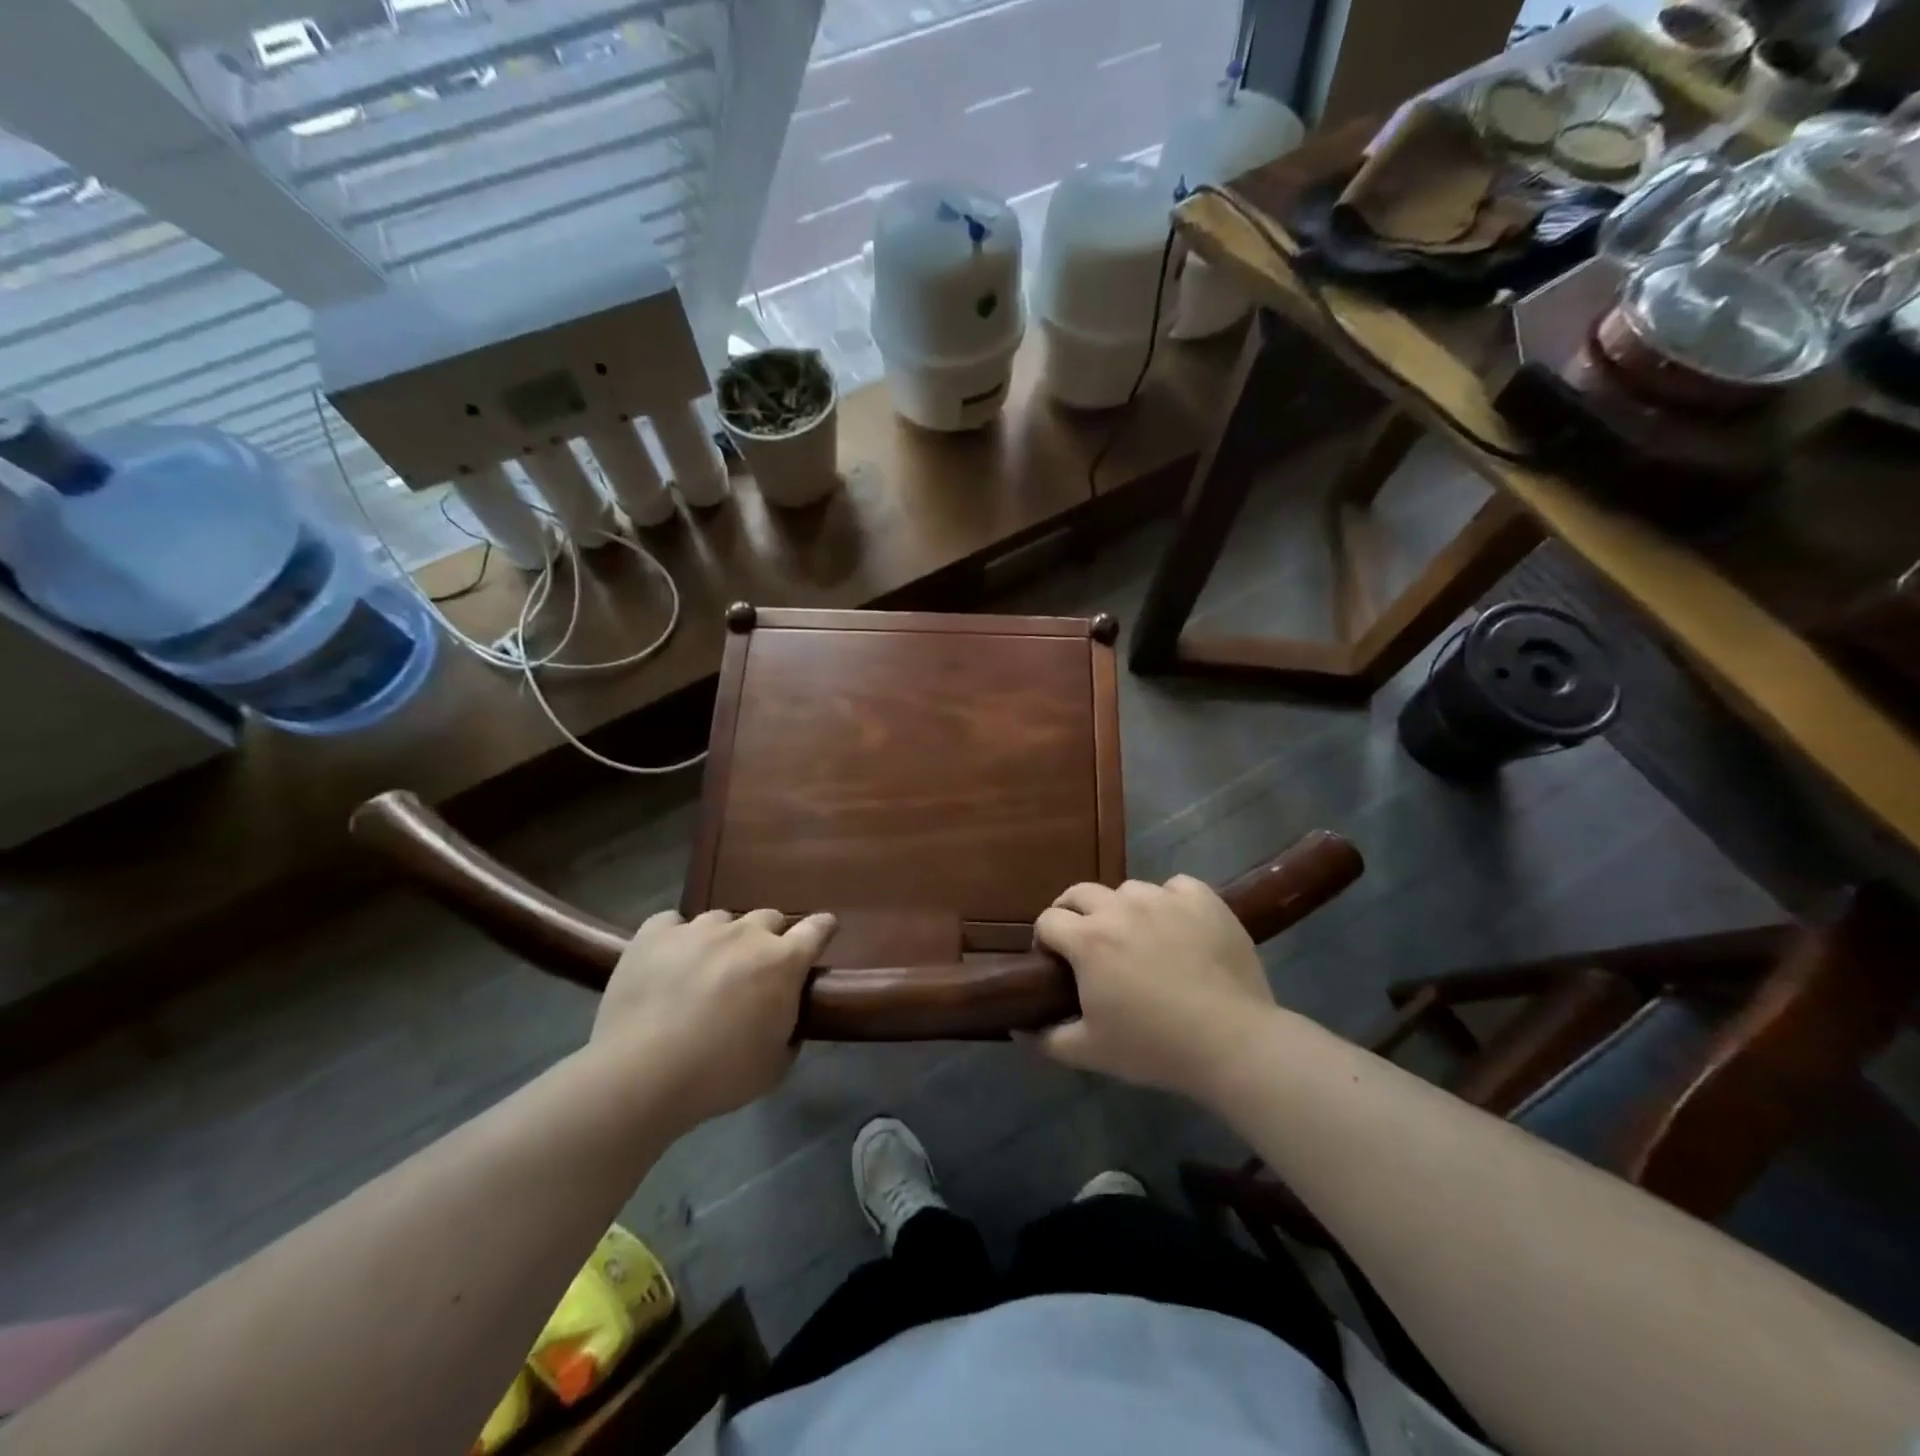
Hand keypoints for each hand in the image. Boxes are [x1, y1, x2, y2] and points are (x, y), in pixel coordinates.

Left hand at [592, 908, 836, 1123]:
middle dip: (769, 938)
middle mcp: (745, 934)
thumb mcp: (774, 1067)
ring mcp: (698, 929)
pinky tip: (668, 960)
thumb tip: (785, 1021)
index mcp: (782, 962)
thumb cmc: (719, 1076)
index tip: (825, 931)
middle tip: (756, 968)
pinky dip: (675, 937)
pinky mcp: (654, 934)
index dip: (823, 928)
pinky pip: (672, 923)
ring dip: (723, 939)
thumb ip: (789, 1033)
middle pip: (769, 918)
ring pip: (721, 919)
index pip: (817, 928)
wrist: (642, 1075)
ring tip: (707, 967)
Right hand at [1032, 876, 1272, 1099]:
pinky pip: (1175, 886)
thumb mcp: (1091, 1052)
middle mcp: (1120, 908)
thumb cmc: (1155, 1047)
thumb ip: (1048, 1038)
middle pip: (1080, 893)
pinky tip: (1178, 926)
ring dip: (1122, 909)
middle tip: (1087, 943)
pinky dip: (1169, 902)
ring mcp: (1164, 898)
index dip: (1045, 940)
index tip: (1055, 962)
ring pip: (1128, 890)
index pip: (1048, 920)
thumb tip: (1019, 1027)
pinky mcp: (1203, 899)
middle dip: (1073, 913)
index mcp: (1088, 939)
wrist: (1233, 1042)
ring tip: (1138, 937)